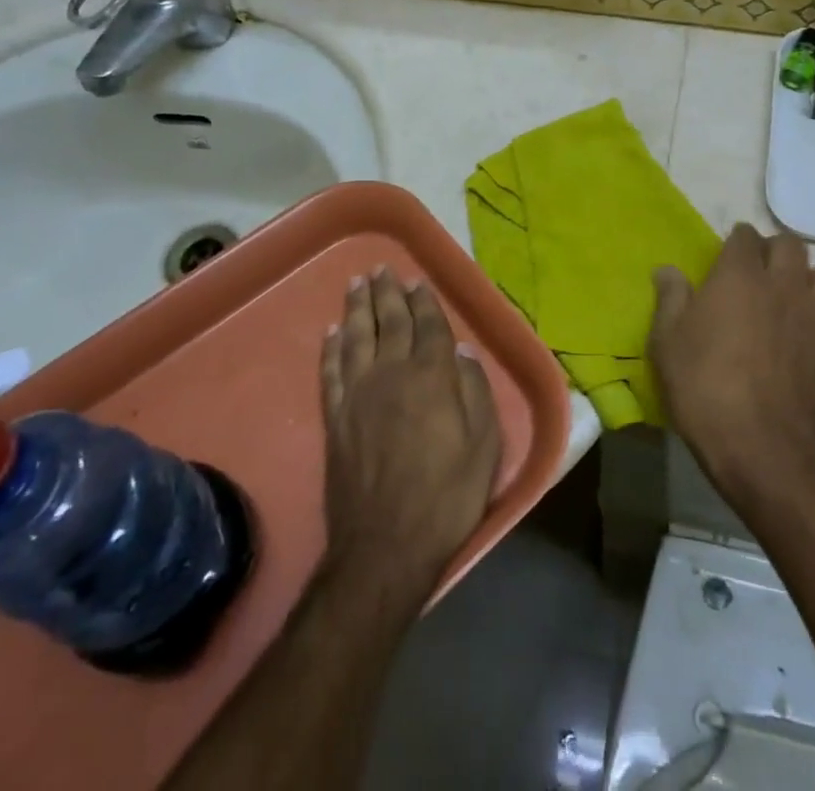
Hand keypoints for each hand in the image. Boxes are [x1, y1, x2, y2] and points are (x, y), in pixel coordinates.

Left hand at [320, 270, 501, 600]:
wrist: (385, 547)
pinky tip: (332, 332)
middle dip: (387, 293)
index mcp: (431, 377)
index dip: (424, 301)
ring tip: (356, 283)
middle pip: (389, 322)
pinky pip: (330, 371)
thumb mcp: (484, 446)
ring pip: (356, 337)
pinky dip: (331, 348)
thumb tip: (463, 352)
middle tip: (382, 268)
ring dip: (356, 307)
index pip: (429, 326)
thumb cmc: (446, 496)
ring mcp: (358, 395)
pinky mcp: (334, 418)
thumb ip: (475, 391)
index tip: (417, 281)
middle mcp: (392, 374)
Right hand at [649, 224, 814, 498]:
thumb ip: (671, 298)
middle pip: (791, 245)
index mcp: (739, 275)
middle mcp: (784, 283)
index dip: (736, 243)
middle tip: (759, 276)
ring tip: (798, 302)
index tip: (726, 259)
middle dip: (775, 253)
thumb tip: (667, 270)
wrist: (757, 443)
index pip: (744, 235)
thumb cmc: (703, 386)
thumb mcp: (667, 340)